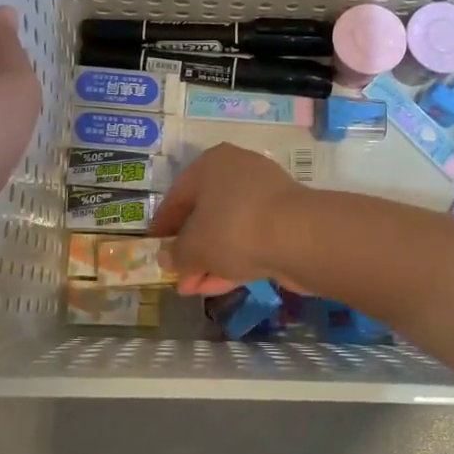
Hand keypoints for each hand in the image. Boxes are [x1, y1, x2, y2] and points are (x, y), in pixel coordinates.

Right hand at [149, 144, 306, 295]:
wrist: (300, 237)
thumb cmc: (233, 228)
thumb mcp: (193, 247)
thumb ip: (176, 254)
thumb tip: (167, 259)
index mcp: (211, 164)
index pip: (177, 195)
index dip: (163, 226)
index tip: (153, 249)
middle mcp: (238, 172)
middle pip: (205, 213)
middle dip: (189, 249)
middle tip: (177, 275)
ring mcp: (266, 196)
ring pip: (228, 230)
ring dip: (210, 259)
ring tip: (193, 288)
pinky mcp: (285, 221)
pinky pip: (250, 240)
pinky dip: (233, 261)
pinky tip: (217, 286)